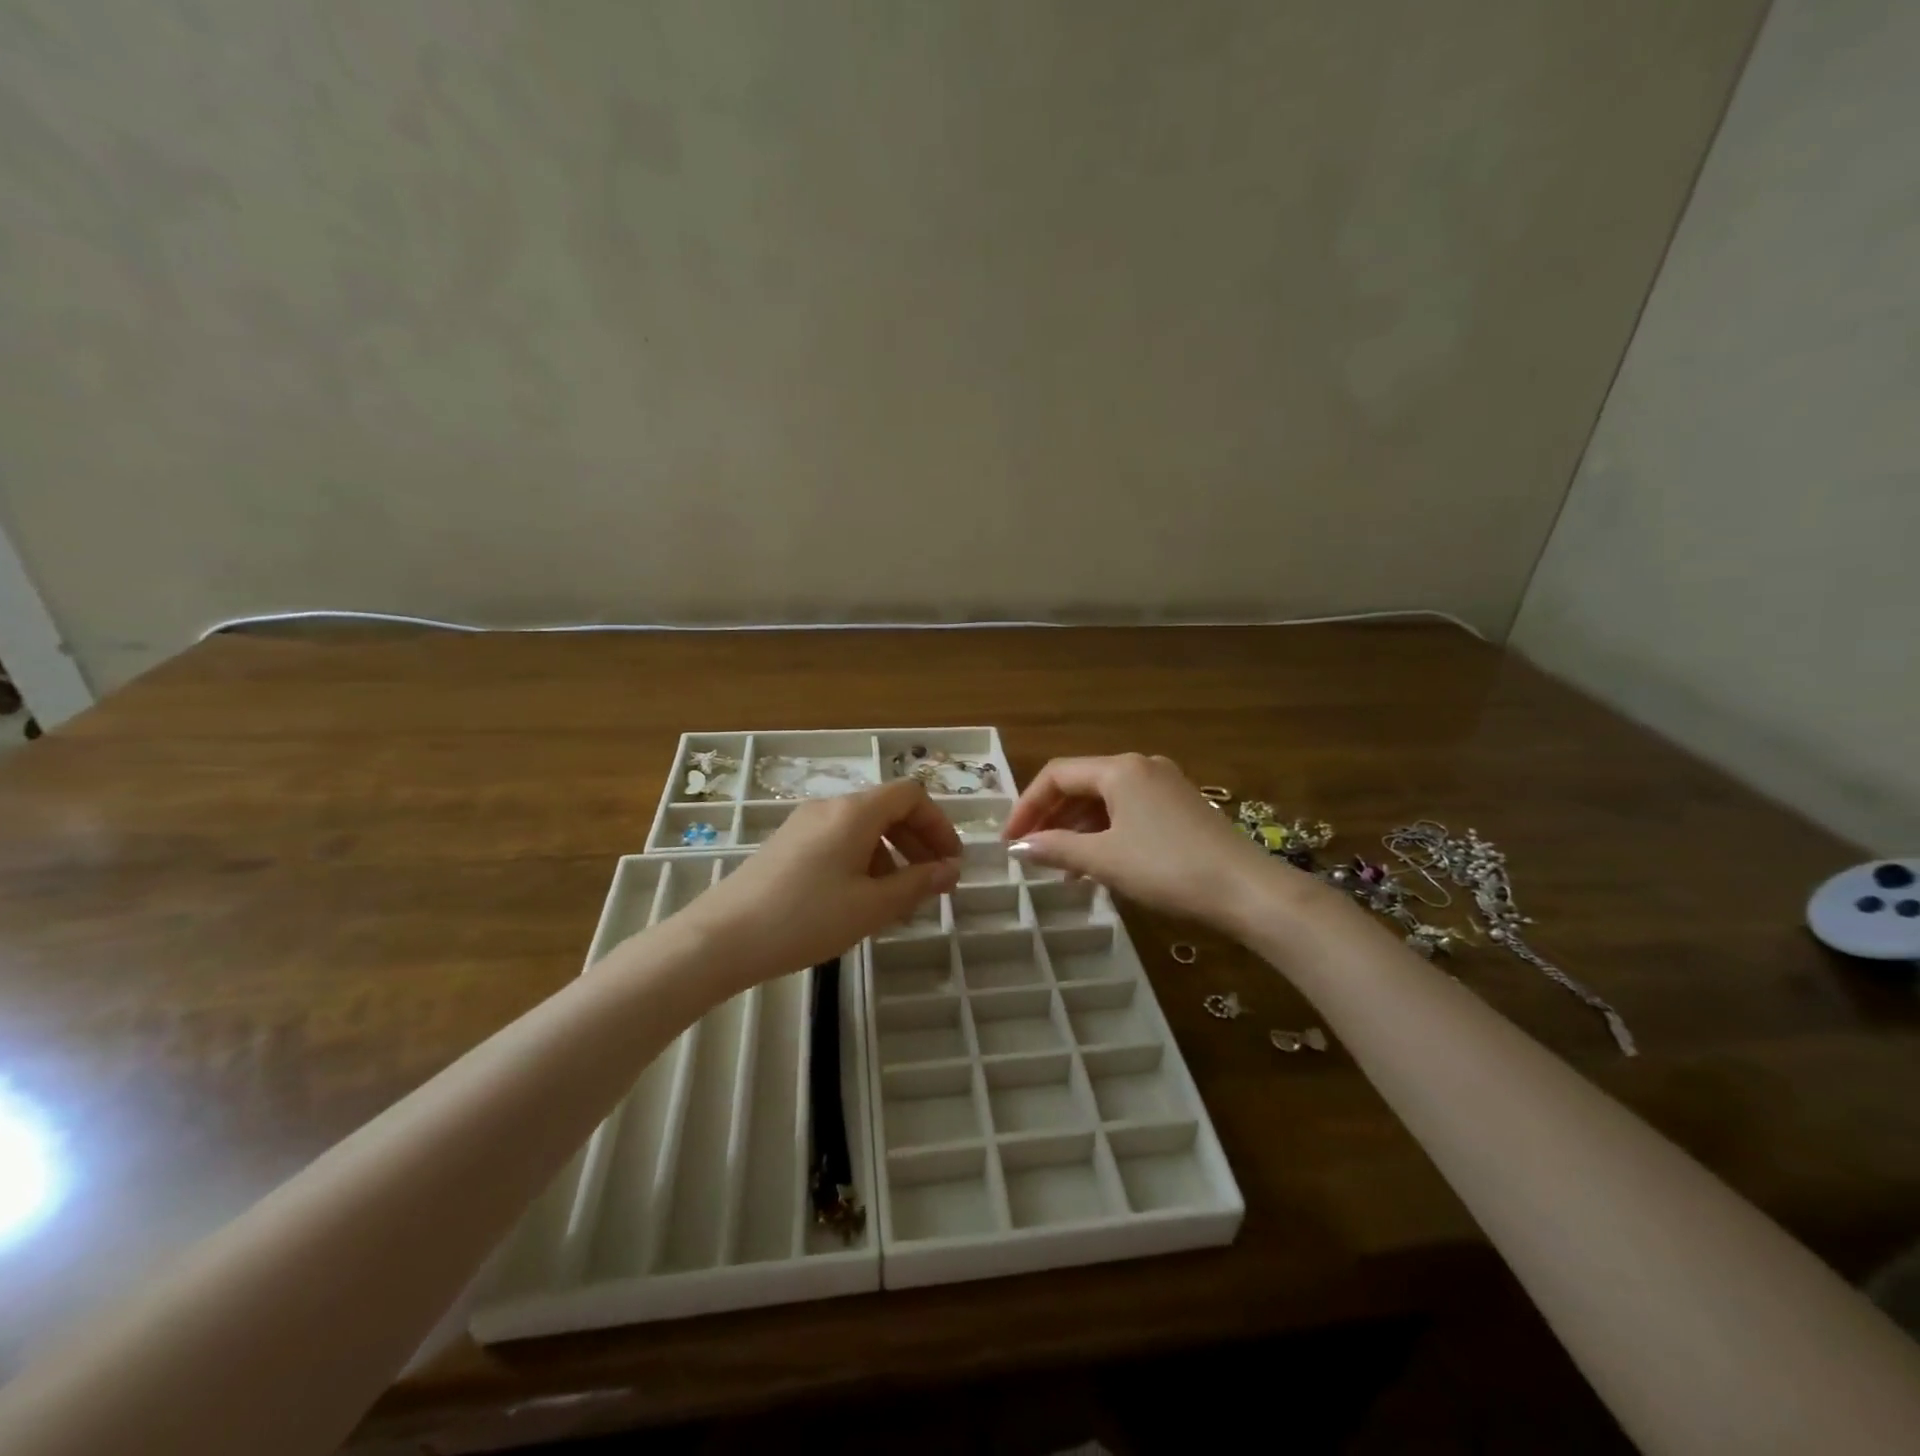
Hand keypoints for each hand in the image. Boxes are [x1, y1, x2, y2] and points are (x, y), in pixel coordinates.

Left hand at [681, 778, 961, 988]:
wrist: (722, 938)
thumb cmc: (806, 918)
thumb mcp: (872, 906)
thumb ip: (917, 884)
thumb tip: (951, 870)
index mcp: (855, 811)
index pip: (911, 795)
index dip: (939, 824)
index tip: (951, 863)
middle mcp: (830, 807)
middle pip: (888, 809)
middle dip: (918, 842)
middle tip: (934, 883)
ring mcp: (804, 824)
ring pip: (863, 828)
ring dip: (892, 856)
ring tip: (899, 902)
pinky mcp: (787, 844)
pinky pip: (839, 841)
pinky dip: (863, 862)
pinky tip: (860, 901)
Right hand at [1002, 753, 1286, 929]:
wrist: (1247, 890)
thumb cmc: (1167, 868)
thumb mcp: (1105, 859)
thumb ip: (1056, 848)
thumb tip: (1018, 848)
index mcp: (1119, 768)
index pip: (1057, 775)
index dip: (1027, 806)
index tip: (1009, 841)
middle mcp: (1141, 766)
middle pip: (1081, 784)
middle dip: (1051, 818)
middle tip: (1030, 852)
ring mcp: (1165, 785)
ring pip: (1105, 800)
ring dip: (1077, 829)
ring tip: (1061, 867)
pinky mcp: (1181, 806)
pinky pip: (1128, 811)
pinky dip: (1105, 833)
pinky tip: (1098, 864)